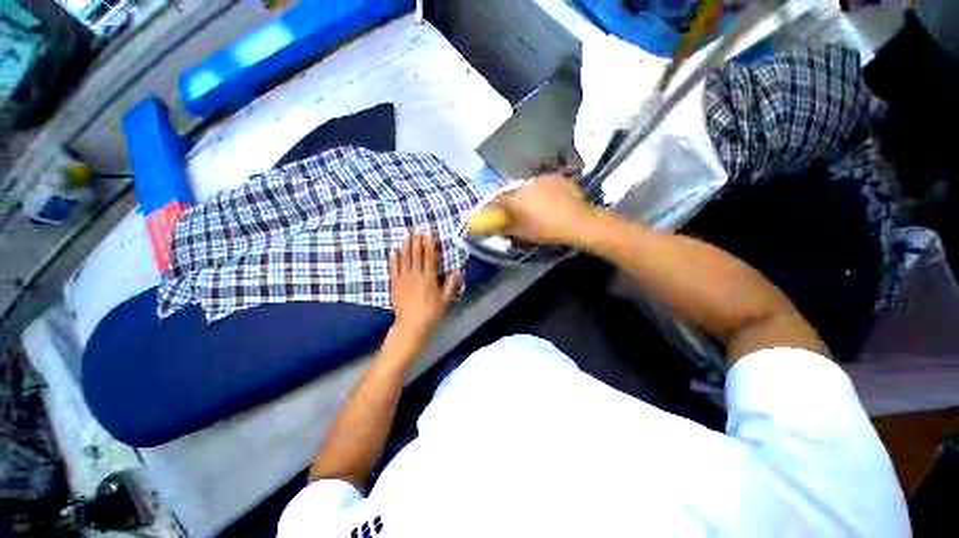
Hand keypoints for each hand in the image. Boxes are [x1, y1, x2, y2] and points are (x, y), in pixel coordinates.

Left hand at [389, 231, 458, 345]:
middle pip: (416, 255)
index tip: (429, 235)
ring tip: (406, 235)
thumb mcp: (446, 300)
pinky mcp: (395, 284)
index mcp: (429, 278)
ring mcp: (404, 279)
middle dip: (417, 241)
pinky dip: (394, 259)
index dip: (429, 245)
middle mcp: (416, 275)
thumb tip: (457, 271)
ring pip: (404, 259)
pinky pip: (394, 268)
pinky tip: (394, 251)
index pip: (429, 258)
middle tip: (417, 229)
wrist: (412, 325)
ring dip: (405, 246)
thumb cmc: (431, 313)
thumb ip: (451, 285)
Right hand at [500, 176, 600, 245]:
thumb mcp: (524, 233)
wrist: (579, 221)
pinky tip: (551, 200)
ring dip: (528, 195)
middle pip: (513, 192)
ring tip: (538, 206)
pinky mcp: (556, 177)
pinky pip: (544, 183)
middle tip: (519, 211)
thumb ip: (505, 228)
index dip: (494, 207)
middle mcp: (525, 185)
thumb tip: (494, 227)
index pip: (497, 200)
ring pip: (529, 187)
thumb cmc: (547, 230)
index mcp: (515, 199)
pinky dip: (543, 191)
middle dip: (513, 201)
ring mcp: (542, 179)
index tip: (494, 213)